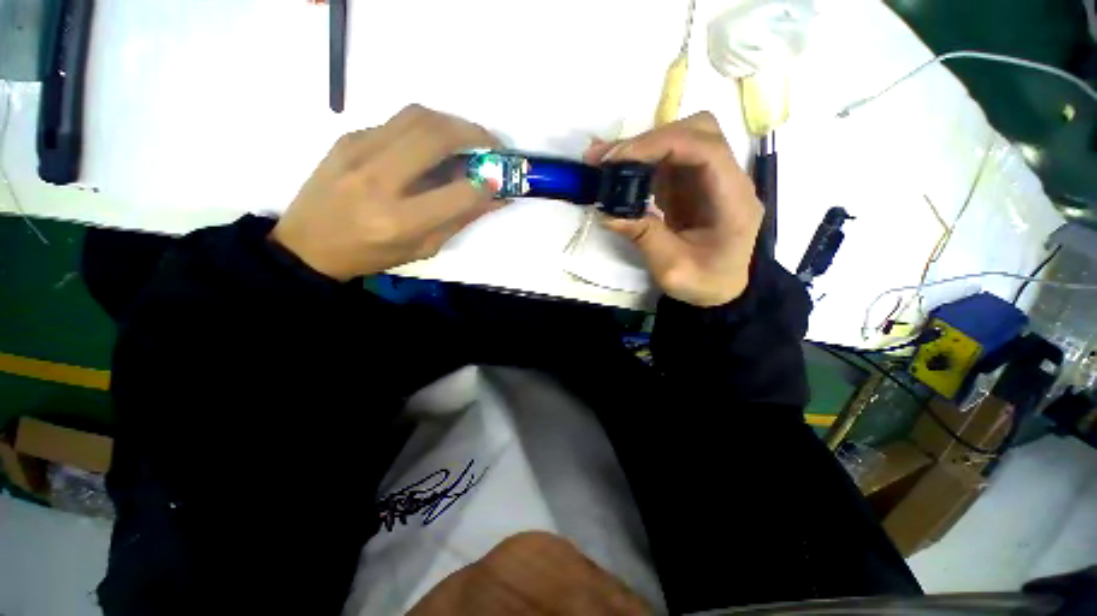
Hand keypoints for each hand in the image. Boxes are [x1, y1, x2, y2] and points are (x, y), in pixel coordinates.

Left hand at [271, 105, 501, 280]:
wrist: (307, 244)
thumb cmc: (371, 255)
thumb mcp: (423, 248)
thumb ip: (459, 220)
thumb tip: (493, 197)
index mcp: (399, 220)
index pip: (457, 194)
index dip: (486, 185)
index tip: (498, 182)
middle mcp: (378, 181)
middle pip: (435, 136)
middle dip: (474, 134)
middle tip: (491, 144)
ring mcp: (358, 152)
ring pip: (416, 116)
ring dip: (451, 122)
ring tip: (467, 138)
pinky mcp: (348, 138)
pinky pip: (396, 123)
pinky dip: (424, 129)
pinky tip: (430, 148)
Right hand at [585, 112, 761, 306]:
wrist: (720, 290)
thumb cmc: (704, 283)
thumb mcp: (673, 269)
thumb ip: (644, 237)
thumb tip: (607, 213)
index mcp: (733, 200)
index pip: (706, 150)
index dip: (661, 144)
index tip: (618, 158)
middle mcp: (728, 179)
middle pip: (696, 132)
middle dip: (649, 140)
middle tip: (607, 159)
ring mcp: (710, 179)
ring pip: (679, 141)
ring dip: (640, 148)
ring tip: (602, 162)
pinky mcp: (693, 185)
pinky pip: (667, 161)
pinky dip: (640, 162)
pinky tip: (616, 171)